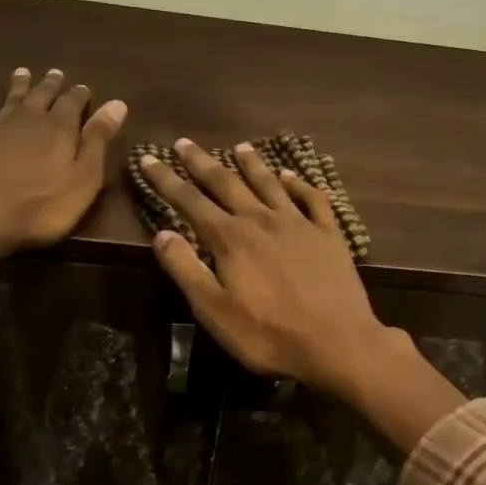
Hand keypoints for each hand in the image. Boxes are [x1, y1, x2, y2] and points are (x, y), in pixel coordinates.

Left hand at [0, 67, 125, 276]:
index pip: (73, 102)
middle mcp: (29, 118)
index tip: (84, 87)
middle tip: (56, 73)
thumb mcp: (83, 179)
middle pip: (42, 95)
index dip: (79, 94)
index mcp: (60, 128)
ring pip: (11, 98)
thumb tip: (118, 104)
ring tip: (22, 72)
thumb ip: (98, 140)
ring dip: (19, 85)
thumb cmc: (41, 206)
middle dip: (51, 84)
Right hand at [138, 140, 399, 398]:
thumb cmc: (268, 334)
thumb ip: (186, 269)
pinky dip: (299, 184)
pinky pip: (312, 199)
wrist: (336, 342)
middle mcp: (262, 220)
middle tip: (185, 142)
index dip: (166, 180)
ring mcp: (299, 224)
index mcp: (230, 238)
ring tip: (240, 146)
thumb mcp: (214, 310)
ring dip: (252, 164)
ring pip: (270, 184)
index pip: (190, 201)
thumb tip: (161, 233)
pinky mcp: (328, 235)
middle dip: (202, 162)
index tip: (148, 158)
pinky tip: (291, 176)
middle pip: (227, 183)